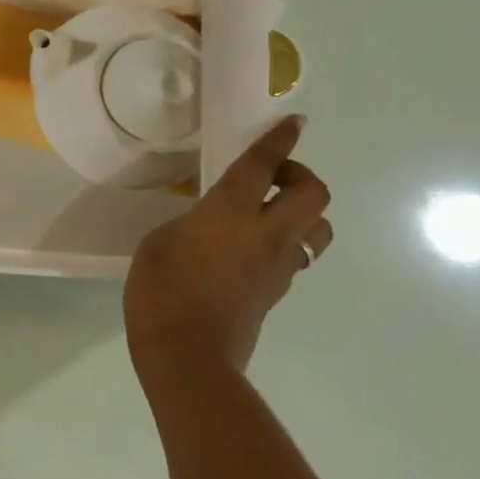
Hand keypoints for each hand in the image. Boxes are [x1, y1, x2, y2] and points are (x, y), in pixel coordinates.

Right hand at [124, 115, 330, 389]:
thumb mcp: (160, 242)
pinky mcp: (276, 292)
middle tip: (272, 178)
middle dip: (300, 175)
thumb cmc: (161, 290)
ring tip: (272, 213)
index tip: (295, 123)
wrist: (187, 355)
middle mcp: (265, 234)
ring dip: (305, 212)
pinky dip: (287, 242)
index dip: (279, 141)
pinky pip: (297, 255)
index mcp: (230, 212)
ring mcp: (277, 266)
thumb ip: (192, 224)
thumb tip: (210, 227)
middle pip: (313, 194)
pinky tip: (255, 248)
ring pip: (319, 229)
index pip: (262, 166)